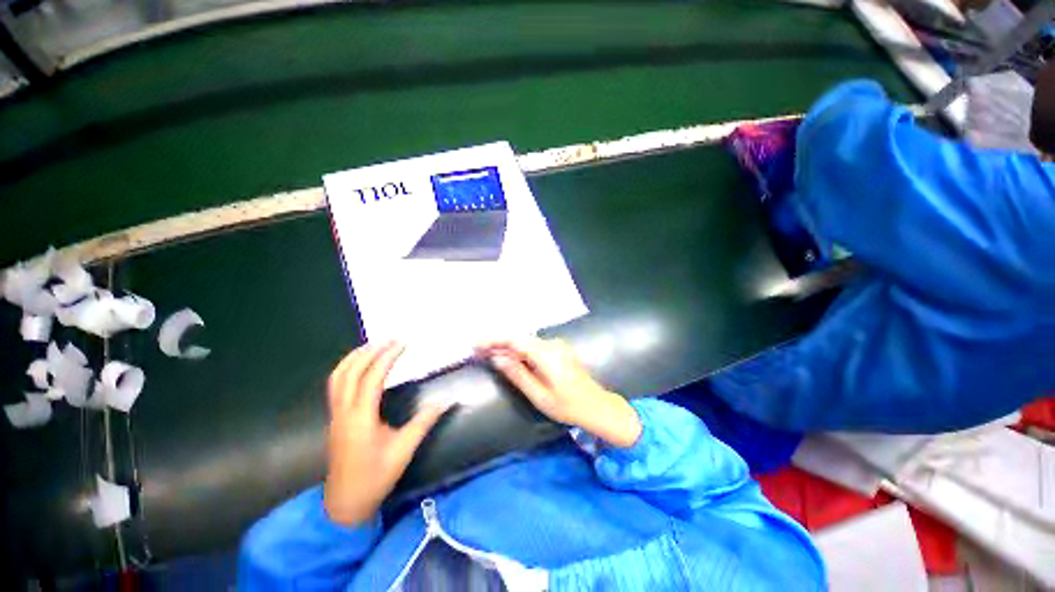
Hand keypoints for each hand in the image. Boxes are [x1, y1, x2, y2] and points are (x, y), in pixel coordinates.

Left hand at [323, 342, 449, 525]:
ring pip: (338, 377)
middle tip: (390, 338)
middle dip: (370, 351)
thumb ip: (424, 422)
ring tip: (374, 344)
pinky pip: (336, 385)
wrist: (345, 504)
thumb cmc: (375, 478)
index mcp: (360, 419)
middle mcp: (344, 412)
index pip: (372, 378)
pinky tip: (361, 366)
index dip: (387, 357)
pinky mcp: (335, 418)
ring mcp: (335, 415)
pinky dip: (347, 368)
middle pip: (350, 372)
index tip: (402, 343)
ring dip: (355, 357)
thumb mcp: (403, 450)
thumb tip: (448, 401)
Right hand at [477, 337, 641, 447]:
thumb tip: (497, 358)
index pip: (515, 340)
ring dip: (508, 346)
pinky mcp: (559, 349)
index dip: (494, 339)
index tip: (476, 344)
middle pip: (520, 338)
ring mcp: (557, 345)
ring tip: (489, 353)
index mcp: (547, 355)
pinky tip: (510, 356)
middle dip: (498, 342)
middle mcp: (552, 344)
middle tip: (478, 350)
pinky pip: (534, 346)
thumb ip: (518, 374)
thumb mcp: (539, 396)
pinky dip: (520, 350)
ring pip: (526, 341)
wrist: (597, 406)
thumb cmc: (568, 406)